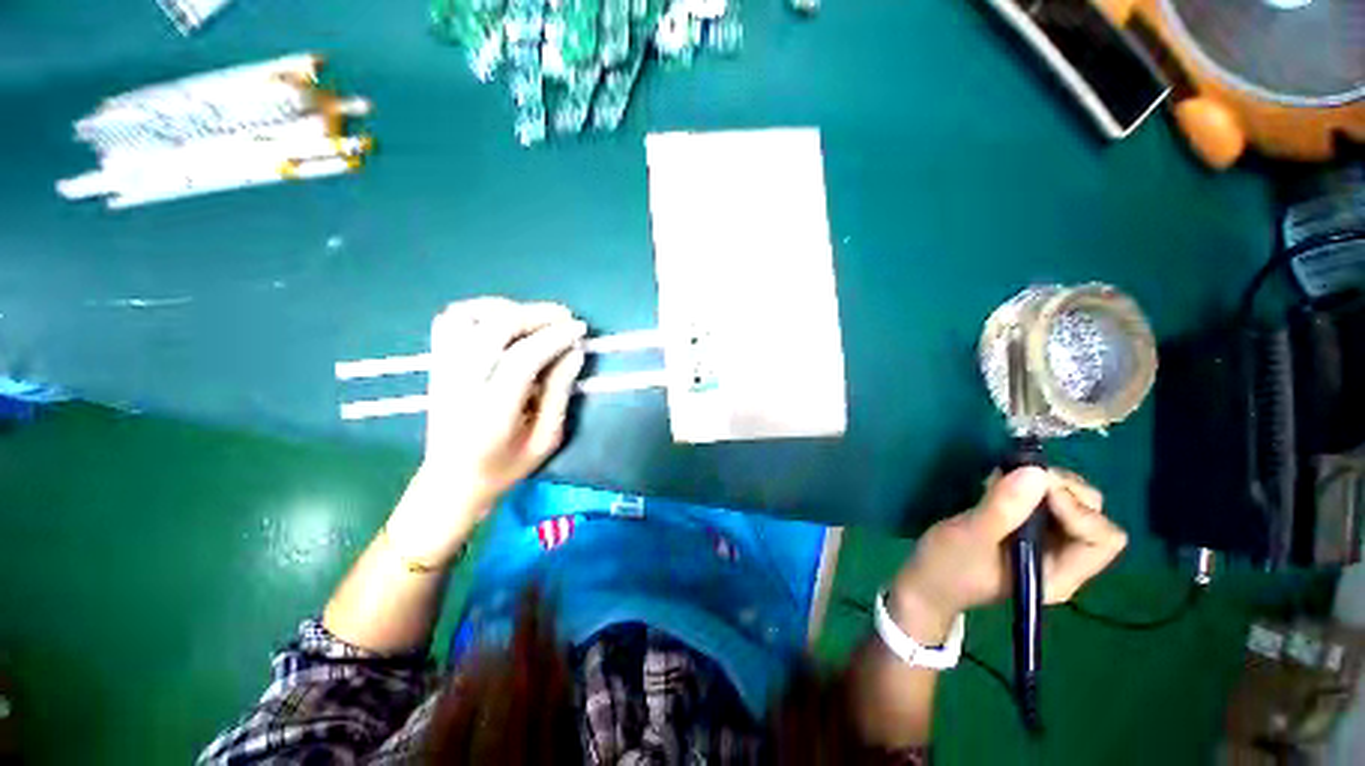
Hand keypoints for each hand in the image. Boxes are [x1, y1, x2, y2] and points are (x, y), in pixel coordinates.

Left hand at [386, 298, 586, 565]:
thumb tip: (575, 351)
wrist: (451, 481)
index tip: (580, 329)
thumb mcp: (547, 439)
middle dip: (536, 315)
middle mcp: (461, 385)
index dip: (554, 338)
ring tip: (534, 318)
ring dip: (507, 308)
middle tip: (564, 317)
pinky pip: (451, 320)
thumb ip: (560, 393)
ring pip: (467, 317)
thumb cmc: (506, 466)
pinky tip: (503, 320)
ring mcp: (443, 370)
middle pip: (494, 329)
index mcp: (492, 413)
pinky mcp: (436, 363)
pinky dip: (480, 310)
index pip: (522, 359)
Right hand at [890, 467, 1126, 642]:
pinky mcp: (1024, 530)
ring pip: (1071, 505)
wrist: (925, 582)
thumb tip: (1036, 472)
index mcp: (1060, 574)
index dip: (1078, 510)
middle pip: (1093, 517)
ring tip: (1005, 478)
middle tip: (1022, 476)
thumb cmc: (948, 567)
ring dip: (1045, 485)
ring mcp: (1044, 543)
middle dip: (1064, 490)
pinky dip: (1028, 486)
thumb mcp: (970, 537)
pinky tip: (999, 484)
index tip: (1035, 488)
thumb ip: (1003, 509)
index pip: (1101, 539)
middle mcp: (1062, 558)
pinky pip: (1043, 502)